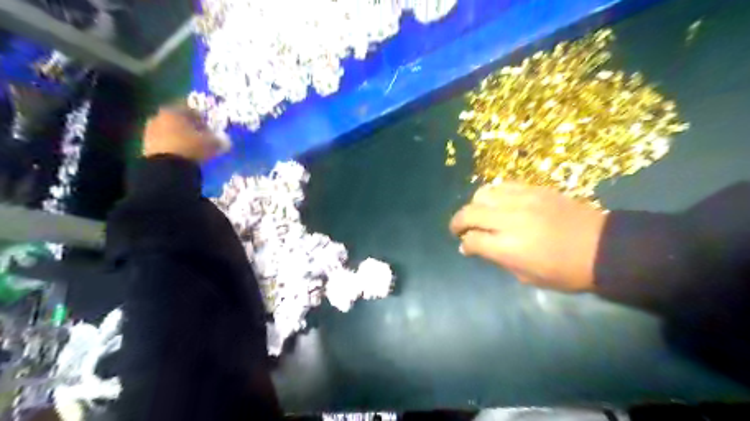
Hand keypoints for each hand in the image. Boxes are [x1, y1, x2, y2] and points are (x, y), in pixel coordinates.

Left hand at [141, 105, 226, 161]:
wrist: (166, 167)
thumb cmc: (191, 147)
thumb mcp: (211, 144)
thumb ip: (218, 140)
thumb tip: (225, 140)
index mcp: (174, 111)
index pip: (190, 109)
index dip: (201, 118)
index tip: (210, 128)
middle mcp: (160, 117)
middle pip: (177, 120)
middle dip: (188, 127)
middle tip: (201, 137)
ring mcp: (150, 131)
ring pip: (169, 131)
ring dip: (179, 137)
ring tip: (191, 148)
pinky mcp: (146, 146)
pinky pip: (163, 143)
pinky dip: (172, 146)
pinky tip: (182, 155)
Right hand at [447, 182, 605, 291]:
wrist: (603, 248)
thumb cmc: (565, 272)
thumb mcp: (527, 276)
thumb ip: (496, 259)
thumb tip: (472, 247)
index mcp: (508, 248)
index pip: (472, 240)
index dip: (466, 244)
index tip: (466, 247)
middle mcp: (509, 220)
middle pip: (469, 213)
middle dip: (458, 222)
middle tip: (458, 229)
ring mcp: (522, 200)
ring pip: (483, 194)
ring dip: (474, 205)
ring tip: (479, 213)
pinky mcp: (535, 189)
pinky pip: (504, 185)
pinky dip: (494, 193)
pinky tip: (497, 202)